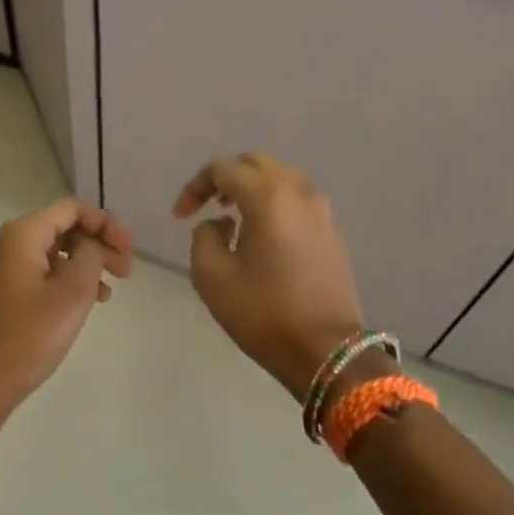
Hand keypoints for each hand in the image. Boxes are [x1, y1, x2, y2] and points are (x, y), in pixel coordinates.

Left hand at [0, 198, 133, 417]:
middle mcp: (6, 243)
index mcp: (21, 235)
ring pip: (52, 251)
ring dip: (85, 264)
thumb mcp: (73, 292)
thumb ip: (91, 255)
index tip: (128, 253)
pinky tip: (85, 302)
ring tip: (109, 292)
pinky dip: (65, 279)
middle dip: (97, 244)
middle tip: (125, 273)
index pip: (72, 209)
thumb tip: (92, 244)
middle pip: (62, 227)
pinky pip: (39, 271)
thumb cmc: (30, 336)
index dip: (106, 225)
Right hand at [173, 153, 365, 400]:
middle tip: (207, 207)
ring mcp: (322, 211)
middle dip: (225, 180)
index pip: (223, 169)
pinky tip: (262, 236)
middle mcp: (299, 192)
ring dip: (252, 190)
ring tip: (233, 219)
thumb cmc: (262, 313)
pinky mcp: (332, 232)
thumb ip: (204, 236)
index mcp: (268, 197)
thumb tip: (220, 225)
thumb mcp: (211, 276)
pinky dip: (274, 205)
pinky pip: (297, 201)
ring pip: (281, 179)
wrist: (325, 349)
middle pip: (256, 164)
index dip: (195, 187)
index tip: (180, 216)